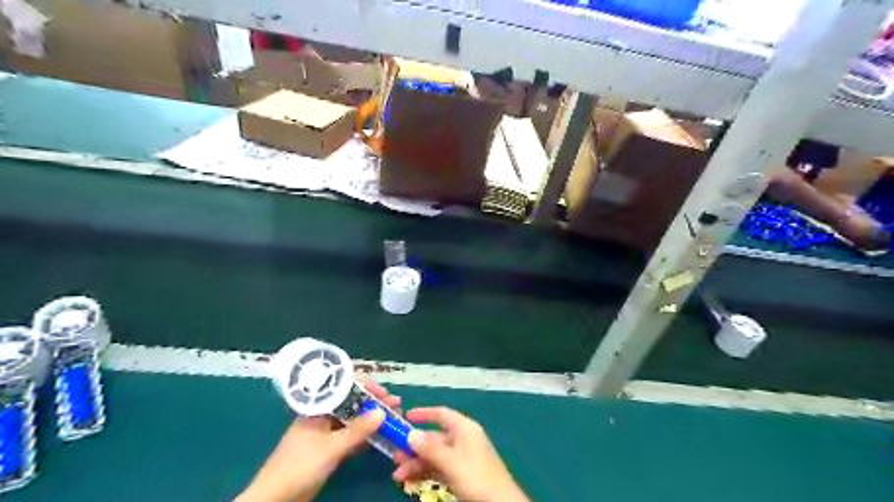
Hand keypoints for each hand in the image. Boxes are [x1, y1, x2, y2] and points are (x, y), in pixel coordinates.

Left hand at [240, 381, 403, 501]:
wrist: (274, 498)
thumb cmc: (299, 466)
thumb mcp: (331, 447)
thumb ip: (357, 430)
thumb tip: (382, 411)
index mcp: (318, 408)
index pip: (345, 388)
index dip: (366, 387)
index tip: (384, 393)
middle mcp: (322, 416)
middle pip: (351, 402)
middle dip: (373, 402)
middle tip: (395, 404)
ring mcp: (324, 433)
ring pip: (352, 419)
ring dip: (371, 418)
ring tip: (392, 417)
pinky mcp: (327, 449)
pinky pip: (349, 436)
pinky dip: (364, 435)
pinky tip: (378, 436)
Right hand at [391, 409, 529, 501]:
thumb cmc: (477, 477)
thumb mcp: (452, 462)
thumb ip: (430, 449)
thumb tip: (410, 434)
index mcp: (465, 429)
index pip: (442, 414)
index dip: (424, 413)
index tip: (405, 416)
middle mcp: (463, 440)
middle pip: (435, 438)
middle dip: (415, 447)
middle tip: (395, 457)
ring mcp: (462, 458)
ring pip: (434, 456)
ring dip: (416, 463)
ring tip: (398, 475)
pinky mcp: (461, 475)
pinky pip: (439, 469)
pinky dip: (425, 473)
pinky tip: (410, 481)